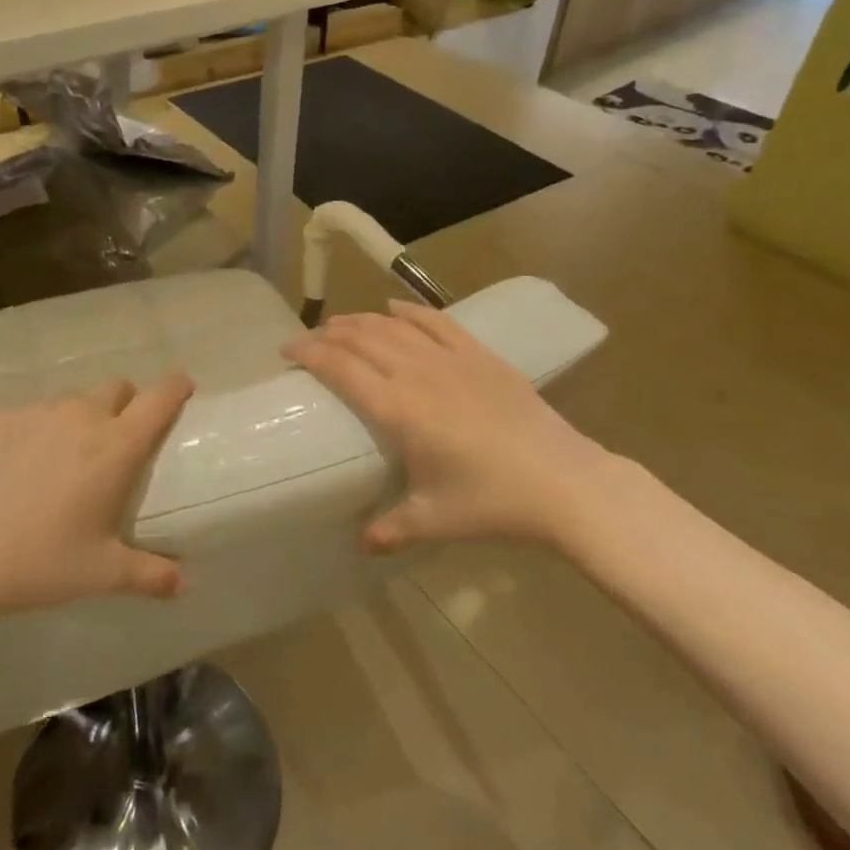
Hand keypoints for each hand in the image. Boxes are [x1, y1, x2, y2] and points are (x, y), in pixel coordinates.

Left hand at [0, 374, 194, 639]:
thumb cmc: (39, 563)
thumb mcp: (101, 574)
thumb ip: (150, 575)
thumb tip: (185, 586)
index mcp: (116, 445)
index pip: (160, 397)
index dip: (176, 387)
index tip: (182, 388)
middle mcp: (82, 415)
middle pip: (117, 388)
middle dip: (125, 405)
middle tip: (114, 444)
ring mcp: (37, 411)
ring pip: (72, 400)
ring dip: (80, 418)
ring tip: (61, 462)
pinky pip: (31, 413)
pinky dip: (37, 430)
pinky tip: (17, 468)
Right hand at [284, 304, 628, 553]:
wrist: (563, 483)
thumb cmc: (492, 502)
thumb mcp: (434, 519)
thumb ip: (391, 527)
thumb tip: (361, 543)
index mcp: (398, 409)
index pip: (340, 367)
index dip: (308, 353)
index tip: (287, 350)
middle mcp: (417, 373)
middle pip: (361, 339)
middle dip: (328, 334)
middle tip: (309, 339)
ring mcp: (450, 358)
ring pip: (393, 325)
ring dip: (361, 320)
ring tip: (341, 323)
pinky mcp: (480, 355)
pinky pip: (437, 321)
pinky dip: (410, 310)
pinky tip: (394, 307)